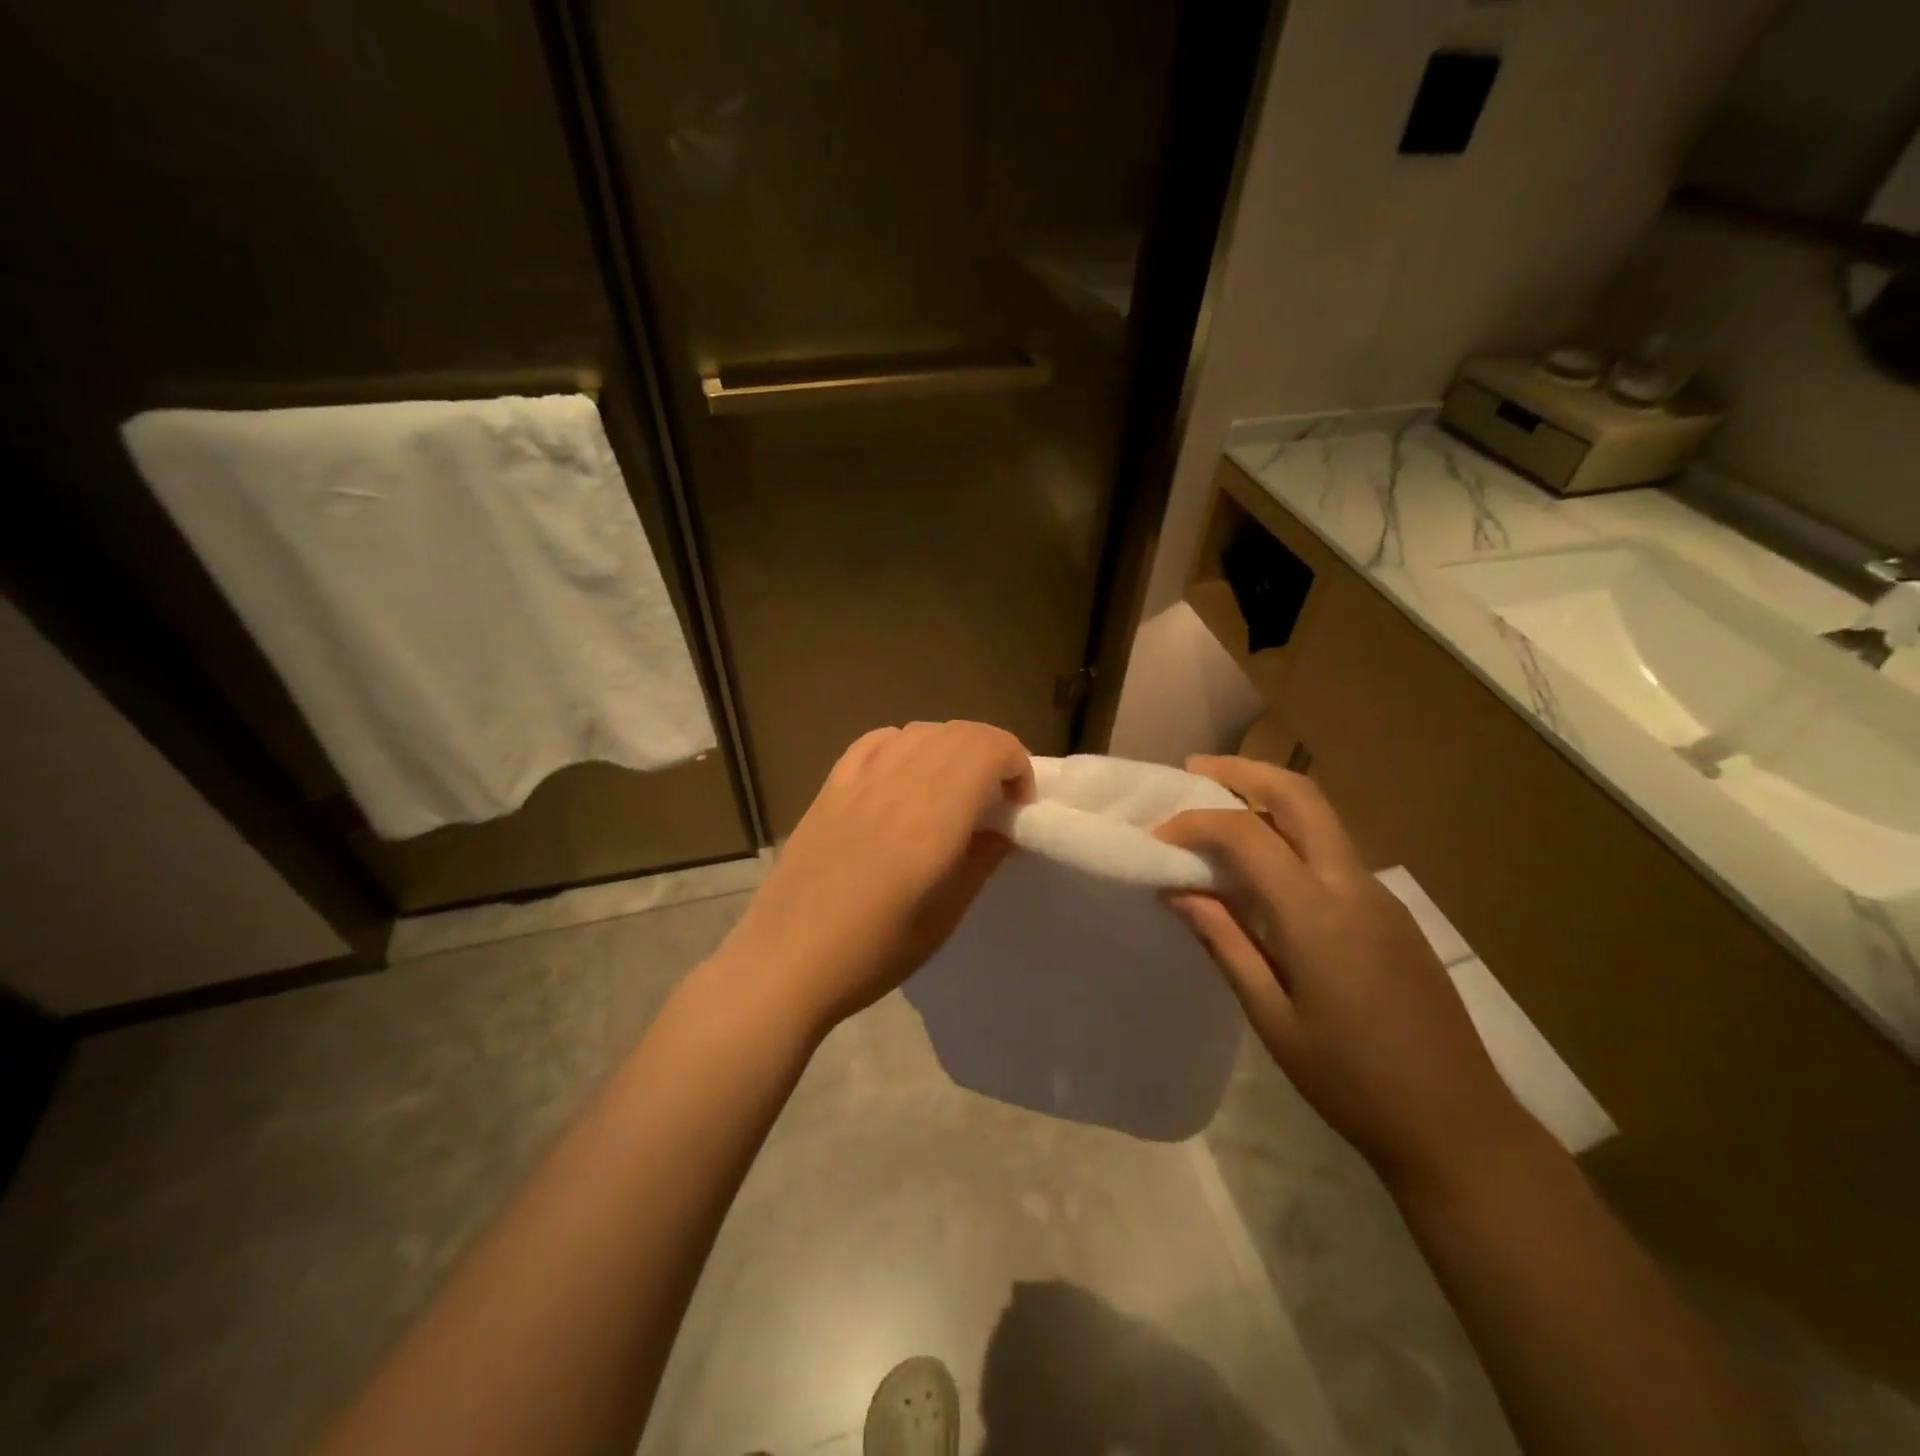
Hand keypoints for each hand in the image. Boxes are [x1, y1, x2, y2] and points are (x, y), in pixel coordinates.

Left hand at [714, 721, 1032, 1036]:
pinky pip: (876, 741)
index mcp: (932, 818)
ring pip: (920, 731)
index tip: (1019, 805)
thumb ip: (981, 861)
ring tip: (953, 788)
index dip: (1017, 764)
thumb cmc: (872, 952)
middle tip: (995, 798)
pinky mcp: (830, 787)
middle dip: (991, 754)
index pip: (988, 749)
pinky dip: (905, 745)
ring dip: (951, 748)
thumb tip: (1004, 829)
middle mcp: (898, 784)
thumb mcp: (944, 917)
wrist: (786, 961)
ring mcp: (858, 781)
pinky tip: (905, 775)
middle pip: (958, 733)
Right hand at [1156, 756, 1529, 1193]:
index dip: (1195, 823)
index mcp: (1318, 915)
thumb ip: (1225, 943)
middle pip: (1300, 796)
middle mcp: (1353, 887)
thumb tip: (1179, 890)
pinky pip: (1334, 853)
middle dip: (1244, 772)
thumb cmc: (1351, 1081)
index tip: (1157, 836)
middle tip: (1195, 769)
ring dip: (1269, 799)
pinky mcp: (1392, 913)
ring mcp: (1381, 896)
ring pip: (1322, 818)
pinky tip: (1265, 868)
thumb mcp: (1272, 1018)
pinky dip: (1291, 836)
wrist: (1458, 1125)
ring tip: (1220, 809)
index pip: (1247, 836)